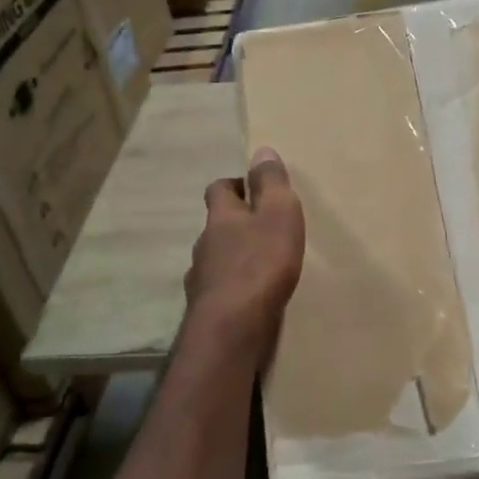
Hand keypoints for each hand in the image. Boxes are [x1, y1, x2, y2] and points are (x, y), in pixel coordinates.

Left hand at [185, 147, 305, 340]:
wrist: (233, 328)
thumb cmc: (261, 263)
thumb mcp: (278, 213)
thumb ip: (271, 183)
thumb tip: (261, 150)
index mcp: (221, 218)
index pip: (218, 190)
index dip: (234, 186)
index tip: (252, 189)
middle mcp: (204, 244)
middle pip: (216, 226)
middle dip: (236, 224)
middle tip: (263, 230)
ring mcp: (201, 279)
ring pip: (216, 260)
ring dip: (233, 259)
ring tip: (260, 268)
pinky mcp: (207, 310)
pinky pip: (219, 291)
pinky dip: (232, 289)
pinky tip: (249, 299)